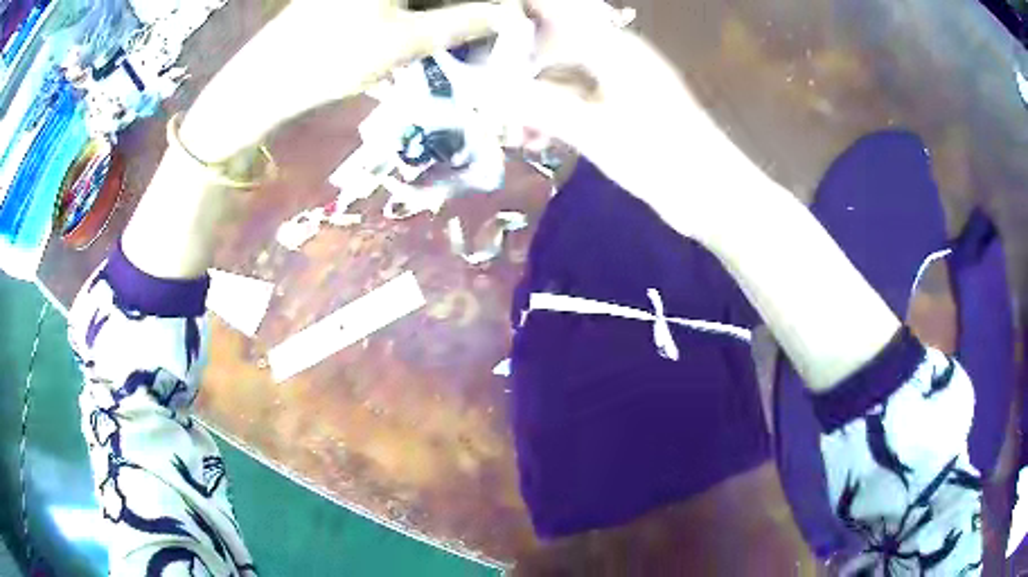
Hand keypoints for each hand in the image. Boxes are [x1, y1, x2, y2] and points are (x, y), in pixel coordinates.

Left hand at [182, 0, 516, 160]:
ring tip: (462, 33)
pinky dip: (418, 13)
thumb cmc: (335, 56)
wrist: (267, 79)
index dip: (491, 4)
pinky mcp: (350, 1)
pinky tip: (425, 32)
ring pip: (418, 0)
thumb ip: (466, 22)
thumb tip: (511, 14)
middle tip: (486, 28)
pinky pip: (399, 4)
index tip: (509, 16)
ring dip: (443, 11)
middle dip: (467, 8)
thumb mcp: (409, 41)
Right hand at [496, 0, 759, 236]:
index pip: (557, 8)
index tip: (481, 29)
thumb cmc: (661, 156)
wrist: (712, 194)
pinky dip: (553, 113)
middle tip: (484, 92)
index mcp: (611, 47)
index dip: (519, 12)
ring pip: (563, 73)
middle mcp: (614, 54)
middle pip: (553, 41)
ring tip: (508, 128)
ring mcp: (620, 81)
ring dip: (532, 95)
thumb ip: (534, 104)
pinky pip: (577, 97)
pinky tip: (536, 140)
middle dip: (516, 63)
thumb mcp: (592, 130)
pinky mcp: (623, 107)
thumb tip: (478, 88)